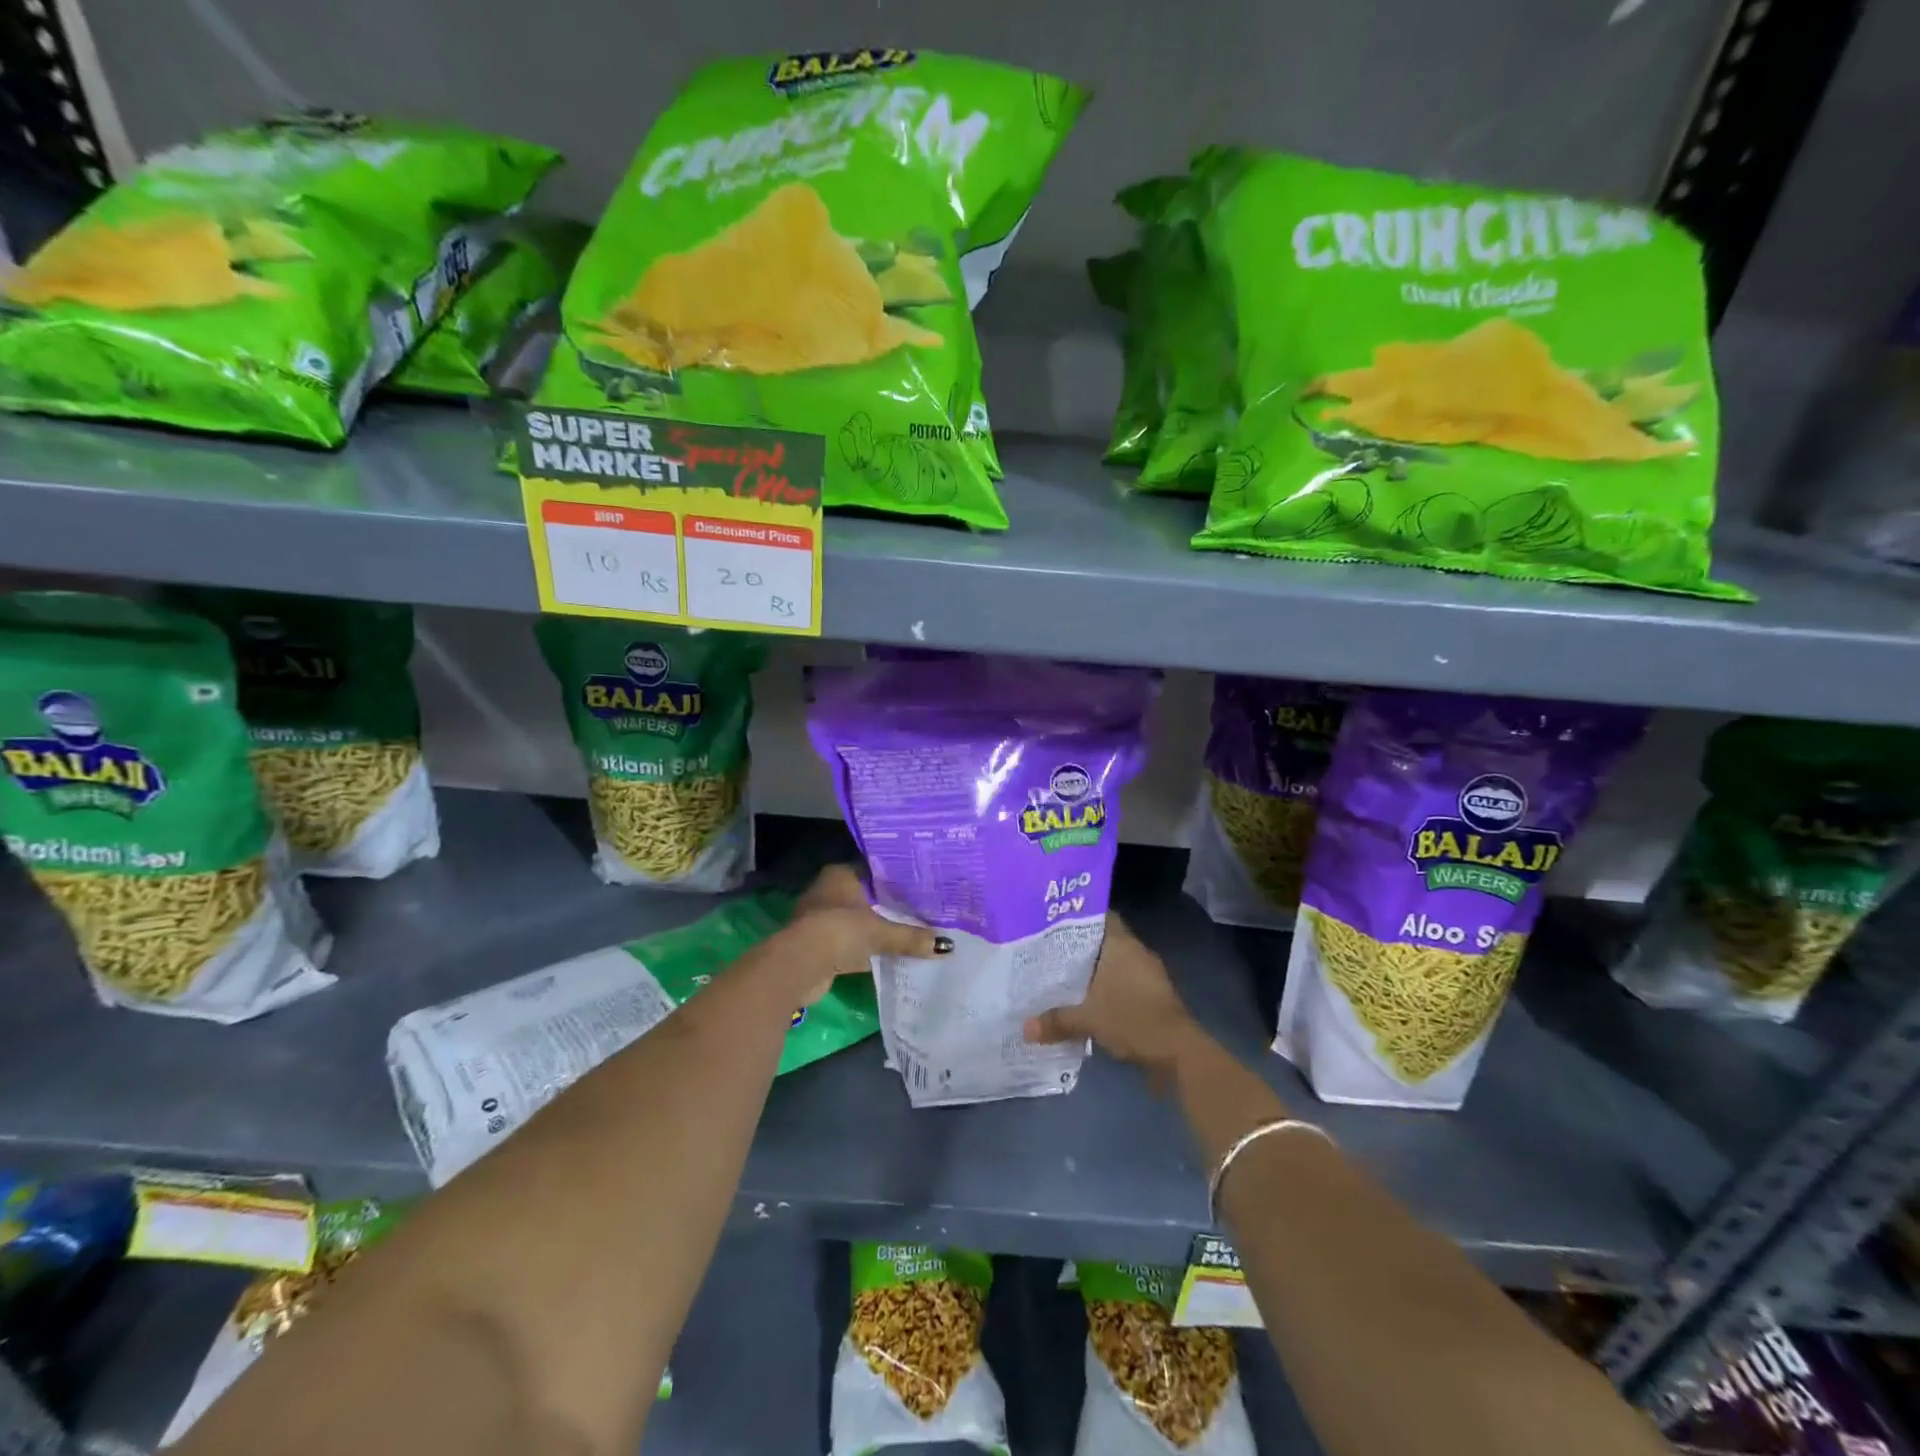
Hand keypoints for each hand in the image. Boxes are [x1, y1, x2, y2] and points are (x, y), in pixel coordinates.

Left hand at [780, 865, 950, 1003]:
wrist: (800, 964)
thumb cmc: (840, 931)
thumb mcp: (882, 932)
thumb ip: (911, 937)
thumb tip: (945, 946)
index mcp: (840, 875)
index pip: (871, 871)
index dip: (892, 880)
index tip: (916, 888)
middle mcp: (826, 891)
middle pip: (863, 897)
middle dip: (884, 906)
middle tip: (916, 912)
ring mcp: (817, 918)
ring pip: (854, 920)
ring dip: (871, 929)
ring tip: (904, 934)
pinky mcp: (814, 944)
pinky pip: (846, 942)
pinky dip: (861, 949)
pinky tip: (881, 956)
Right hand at [1024, 913, 1200, 1073]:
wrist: (1178, 1052)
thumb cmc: (1132, 1019)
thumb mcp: (1087, 1019)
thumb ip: (1056, 1020)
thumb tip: (1025, 1028)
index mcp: (1121, 944)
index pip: (1099, 916)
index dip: (1077, 917)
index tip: (1052, 923)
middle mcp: (1136, 953)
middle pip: (1103, 942)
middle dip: (1078, 949)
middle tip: (1048, 952)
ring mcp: (1148, 975)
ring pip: (1113, 965)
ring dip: (1093, 973)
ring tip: (1061, 978)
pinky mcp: (1153, 997)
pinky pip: (1123, 985)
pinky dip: (1106, 991)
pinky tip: (1085, 1003)